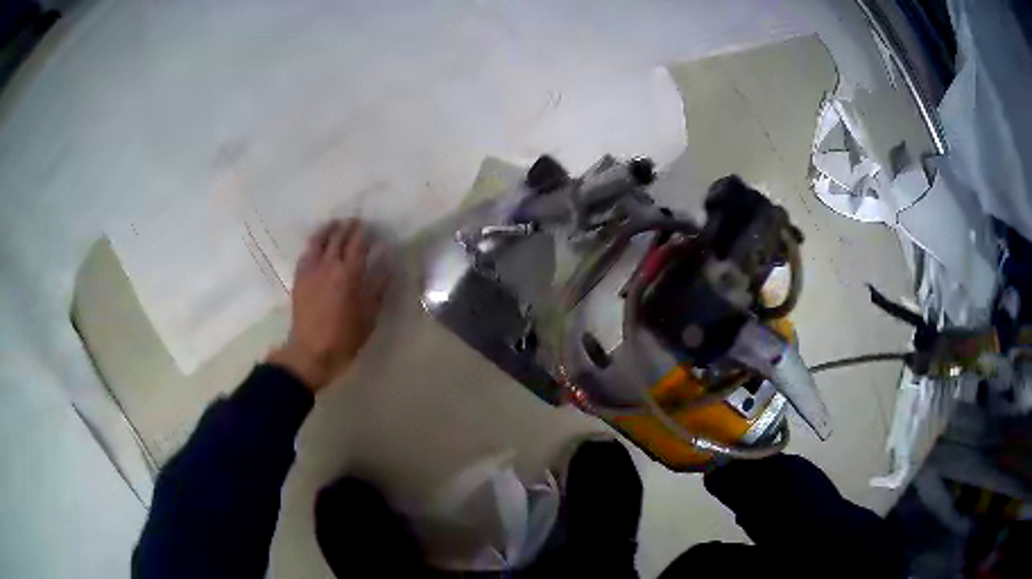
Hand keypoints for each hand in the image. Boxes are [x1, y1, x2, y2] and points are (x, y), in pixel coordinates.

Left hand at [268, 219, 389, 391]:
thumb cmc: (345, 337)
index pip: (358, 243)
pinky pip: (306, 253)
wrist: (311, 352)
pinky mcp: (299, 278)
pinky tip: (317, 244)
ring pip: (319, 240)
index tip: (370, 228)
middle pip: (338, 237)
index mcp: (349, 273)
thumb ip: (378, 284)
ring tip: (335, 225)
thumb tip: (387, 259)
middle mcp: (329, 265)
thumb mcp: (369, 315)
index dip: (364, 233)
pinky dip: (314, 243)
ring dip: (328, 229)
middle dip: (348, 227)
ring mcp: (311, 270)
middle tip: (355, 223)